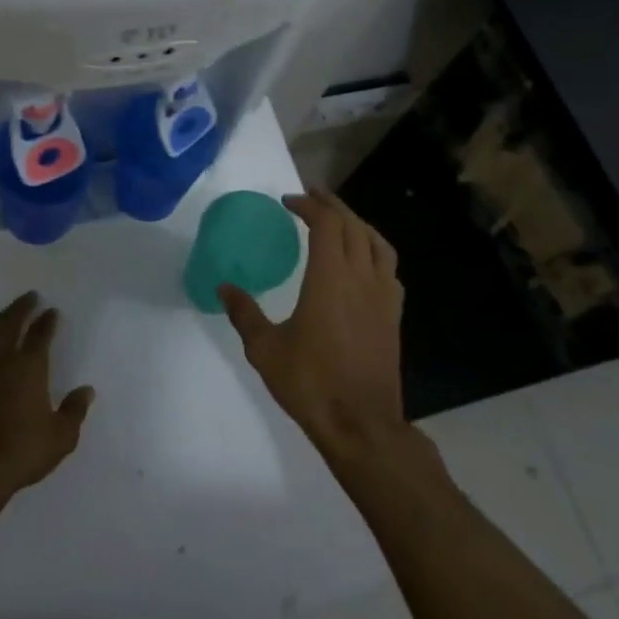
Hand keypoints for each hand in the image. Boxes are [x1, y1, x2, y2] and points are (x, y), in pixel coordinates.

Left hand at [0, 292, 93, 508]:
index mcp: (29, 366)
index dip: (47, 320)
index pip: (40, 333)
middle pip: (9, 321)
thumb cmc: (21, 452)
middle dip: (21, 307)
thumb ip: (75, 410)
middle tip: (30, 297)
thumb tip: (87, 390)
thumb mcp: (61, 436)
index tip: (52, 311)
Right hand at [219, 189, 407, 465]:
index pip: (326, 224)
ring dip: (357, 223)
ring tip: (340, 219)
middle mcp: (361, 278)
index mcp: (330, 279)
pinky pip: (389, 268)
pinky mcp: (394, 315)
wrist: (362, 424)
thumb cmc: (311, 383)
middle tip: (312, 195)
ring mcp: (383, 296)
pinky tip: (364, 261)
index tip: (288, 201)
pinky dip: (374, 250)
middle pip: (353, 226)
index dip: (309, 206)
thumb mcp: (265, 349)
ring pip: (377, 243)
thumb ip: (245, 313)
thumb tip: (224, 287)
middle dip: (332, 205)